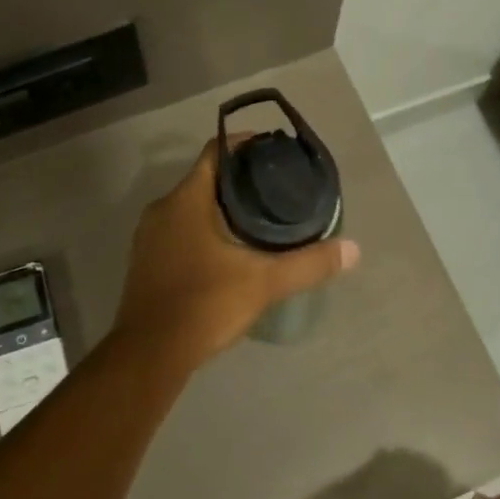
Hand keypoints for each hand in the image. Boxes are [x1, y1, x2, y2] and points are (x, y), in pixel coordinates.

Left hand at [109, 138, 358, 374]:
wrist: (150, 354)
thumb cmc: (204, 305)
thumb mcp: (263, 283)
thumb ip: (309, 264)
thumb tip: (352, 250)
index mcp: (185, 200)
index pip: (215, 152)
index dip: (244, 144)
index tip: (273, 152)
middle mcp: (162, 209)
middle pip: (204, 179)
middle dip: (239, 180)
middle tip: (276, 188)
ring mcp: (149, 236)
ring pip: (190, 207)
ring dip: (221, 207)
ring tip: (259, 217)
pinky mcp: (146, 261)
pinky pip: (179, 230)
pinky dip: (204, 229)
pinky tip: (229, 249)